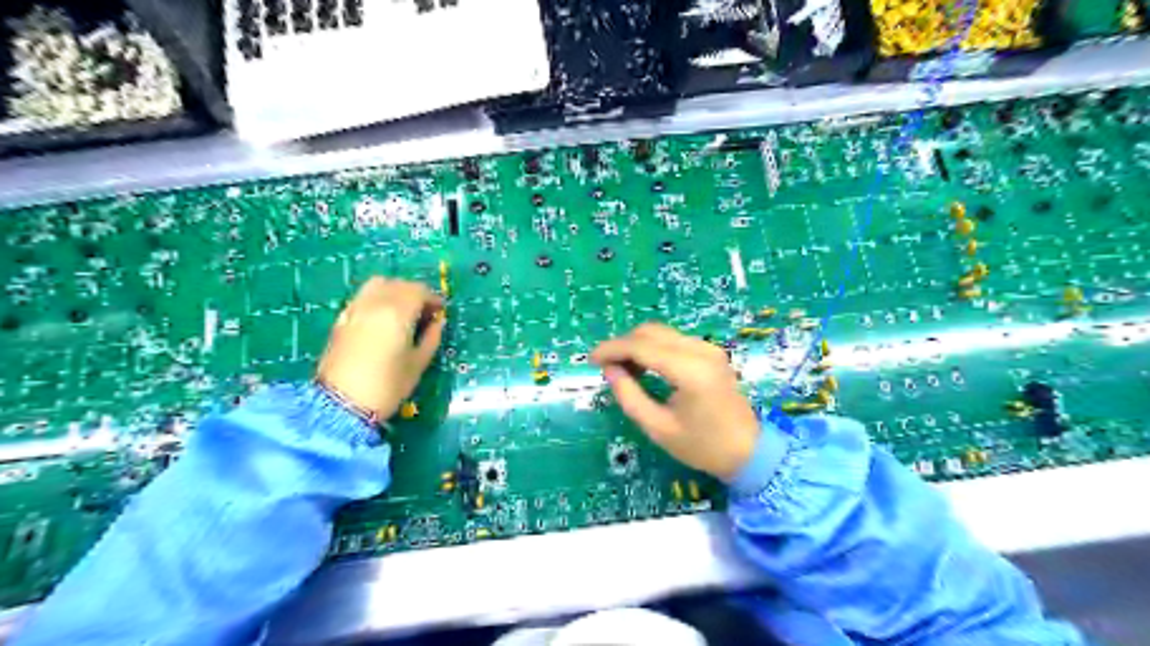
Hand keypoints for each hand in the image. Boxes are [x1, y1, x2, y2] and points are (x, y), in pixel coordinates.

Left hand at [318, 280, 444, 421]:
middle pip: (399, 285)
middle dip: (416, 294)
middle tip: (426, 312)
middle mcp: (375, 303)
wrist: (341, 404)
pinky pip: (364, 296)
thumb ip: (431, 337)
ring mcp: (355, 308)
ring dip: (395, 291)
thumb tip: (437, 322)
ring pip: (378, 285)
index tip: (441, 312)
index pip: (419, 292)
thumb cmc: (387, 386)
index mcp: (397, 312)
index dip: (434, 299)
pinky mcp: (342, 318)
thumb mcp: (418, 364)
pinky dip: (378, 298)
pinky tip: (384, 318)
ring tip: (404, 311)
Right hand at [593, 322, 761, 479]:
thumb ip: (629, 396)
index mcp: (689, 371)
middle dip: (623, 344)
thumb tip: (609, 370)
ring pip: (662, 332)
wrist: (748, 451)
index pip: (642, 346)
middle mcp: (701, 351)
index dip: (612, 349)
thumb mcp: (658, 428)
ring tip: (622, 369)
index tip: (591, 360)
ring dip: (637, 344)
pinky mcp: (711, 352)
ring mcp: (709, 348)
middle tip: (605, 366)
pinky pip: (674, 340)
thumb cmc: (702, 446)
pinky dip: (653, 347)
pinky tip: (644, 366)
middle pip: (651, 332)